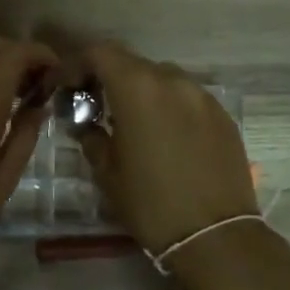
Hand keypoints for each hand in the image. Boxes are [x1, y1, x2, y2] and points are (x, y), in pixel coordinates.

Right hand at [73, 42, 258, 258]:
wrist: (215, 236)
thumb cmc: (150, 203)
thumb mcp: (107, 172)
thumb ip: (91, 137)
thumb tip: (86, 124)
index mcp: (138, 88)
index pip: (100, 53)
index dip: (77, 64)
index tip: (66, 87)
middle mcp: (173, 81)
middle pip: (132, 64)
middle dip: (109, 79)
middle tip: (95, 106)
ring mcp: (203, 96)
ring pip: (163, 80)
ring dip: (141, 92)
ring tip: (131, 122)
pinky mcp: (223, 116)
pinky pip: (187, 99)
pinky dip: (169, 107)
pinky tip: (164, 137)